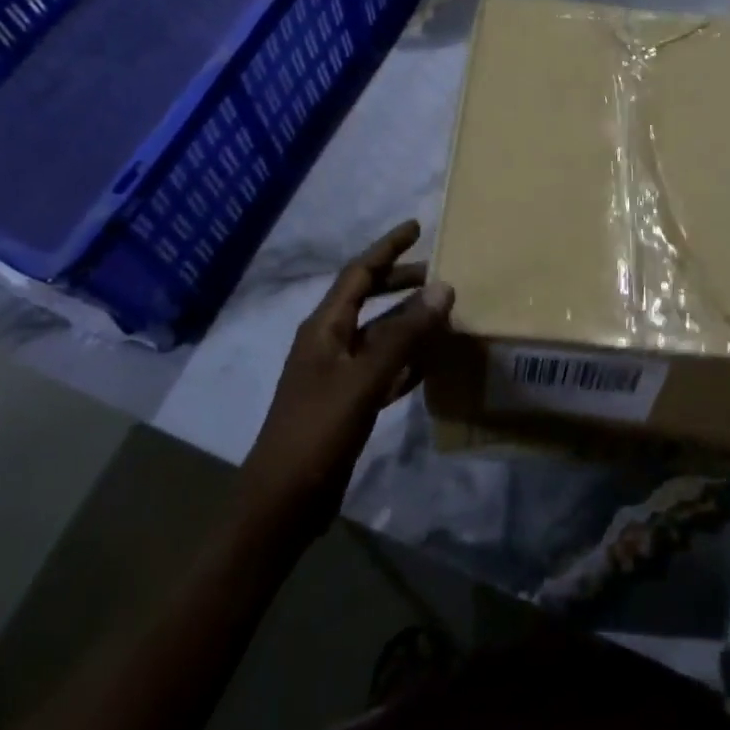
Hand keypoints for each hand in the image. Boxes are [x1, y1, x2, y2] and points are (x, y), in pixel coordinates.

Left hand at [242, 222, 453, 536]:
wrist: (283, 502)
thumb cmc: (317, 432)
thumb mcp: (363, 380)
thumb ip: (404, 335)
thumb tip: (442, 287)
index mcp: (324, 327)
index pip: (358, 273)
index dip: (387, 248)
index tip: (417, 227)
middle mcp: (330, 342)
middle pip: (369, 298)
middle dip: (402, 282)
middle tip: (442, 274)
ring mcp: (338, 374)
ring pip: (380, 334)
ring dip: (410, 322)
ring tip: (446, 313)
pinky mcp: (348, 402)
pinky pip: (384, 368)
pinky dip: (407, 359)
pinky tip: (432, 363)